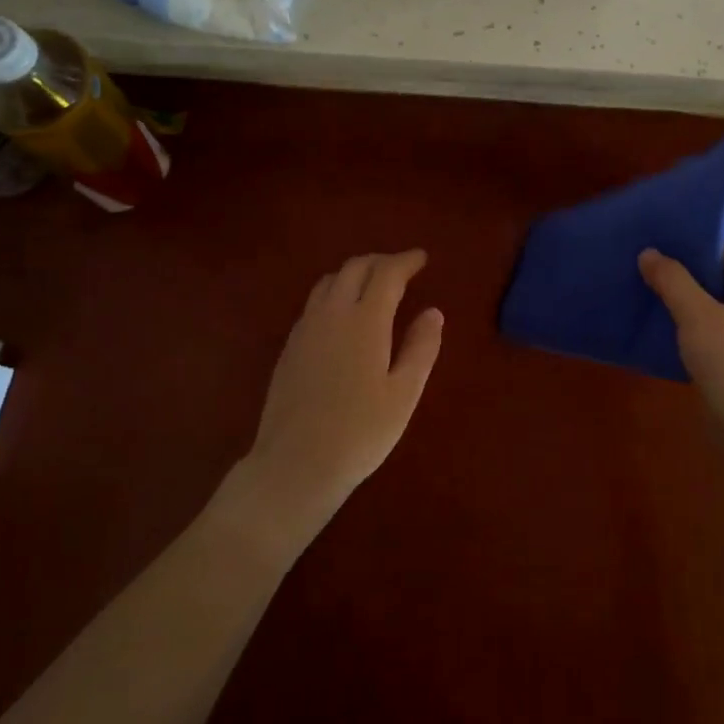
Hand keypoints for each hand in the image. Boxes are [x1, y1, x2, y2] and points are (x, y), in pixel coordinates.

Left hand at [242, 250, 443, 529]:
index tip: (422, 258)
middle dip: (380, 261)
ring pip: (329, 281)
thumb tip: (433, 312)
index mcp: (365, 321)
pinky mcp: (290, 346)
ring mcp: (306, 328)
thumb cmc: (360, 432)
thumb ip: (421, 348)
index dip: (406, 261)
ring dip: (354, 273)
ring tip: (373, 285)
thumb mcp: (404, 394)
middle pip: (354, 268)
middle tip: (401, 268)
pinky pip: (314, 302)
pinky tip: (344, 315)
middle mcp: (332, 314)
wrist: (296, 464)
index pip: (386, 273)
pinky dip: (335, 292)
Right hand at [639, 240, 723, 431]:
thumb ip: (672, 280)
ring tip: (646, 292)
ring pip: (713, 306)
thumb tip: (649, 252)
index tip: (656, 239)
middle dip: (682, 272)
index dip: (691, 242)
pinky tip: (662, 329)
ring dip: (683, 301)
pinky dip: (690, 327)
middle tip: (644, 264)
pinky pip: (713, 331)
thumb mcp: (697, 315)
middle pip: (718, 276)